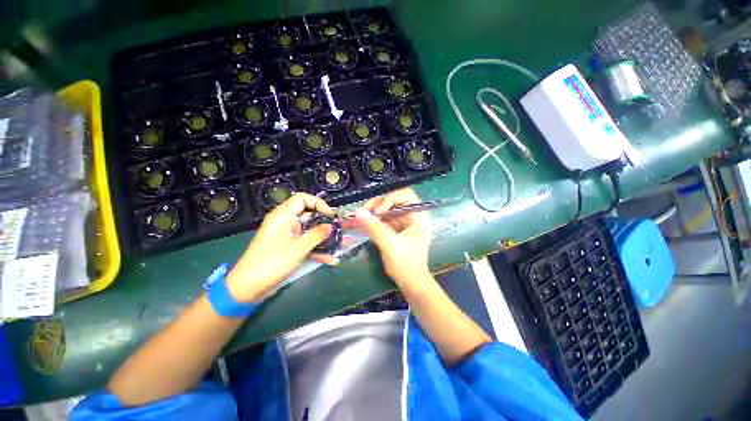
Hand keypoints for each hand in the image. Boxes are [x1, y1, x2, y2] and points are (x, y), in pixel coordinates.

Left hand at [227, 193, 334, 301]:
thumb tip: (331, 226)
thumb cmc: (271, 263)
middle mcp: (285, 222)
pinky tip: (329, 258)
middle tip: (338, 230)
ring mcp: (287, 235)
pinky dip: (316, 248)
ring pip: (308, 230)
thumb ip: (316, 235)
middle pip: (308, 214)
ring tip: (337, 244)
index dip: (319, 203)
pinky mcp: (288, 247)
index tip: (331, 215)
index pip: (303, 199)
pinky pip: (305, 242)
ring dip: (322, 237)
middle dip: (324, 222)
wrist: (248, 287)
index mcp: (283, 216)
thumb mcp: (297, 249)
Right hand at [355, 188, 432, 287]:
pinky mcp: (397, 228)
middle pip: (394, 200)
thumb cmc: (406, 264)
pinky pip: (384, 219)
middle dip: (378, 204)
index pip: (405, 195)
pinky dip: (374, 220)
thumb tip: (357, 212)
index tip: (377, 212)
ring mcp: (404, 222)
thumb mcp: (389, 245)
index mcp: (418, 216)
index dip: (389, 199)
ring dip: (374, 211)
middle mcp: (412, 216)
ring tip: (361, 218)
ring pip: (387, 209)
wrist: (411, 283)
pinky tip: (365, 224)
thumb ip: (374, 227)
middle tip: (364, 212)